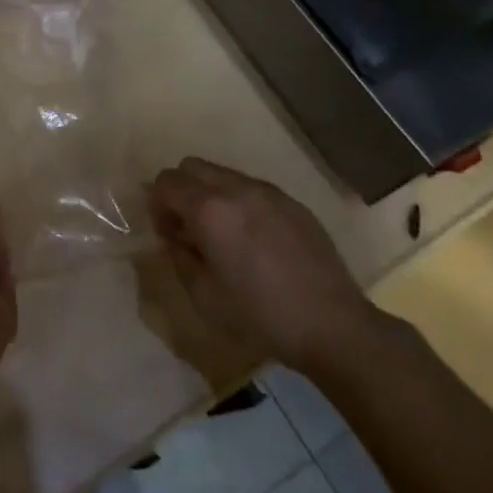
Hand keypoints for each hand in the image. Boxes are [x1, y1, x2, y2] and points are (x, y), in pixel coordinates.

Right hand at [150, 157, 382, 374]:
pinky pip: (252, 188)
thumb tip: (174, 236)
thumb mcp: (204, 297)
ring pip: (222, 174)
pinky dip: (239, 202)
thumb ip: (179, 256)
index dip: (158, 205)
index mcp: (209, 209)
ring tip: (224, 235)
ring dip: (211, 194)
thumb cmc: (262, 317)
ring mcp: (267, 191)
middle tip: (190, 229)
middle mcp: (236, 188)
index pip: (166, 182)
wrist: (334, 326)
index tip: (168, 234)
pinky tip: (255, 240)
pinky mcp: (292, 202)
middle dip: (181, 191)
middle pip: (191, 166)